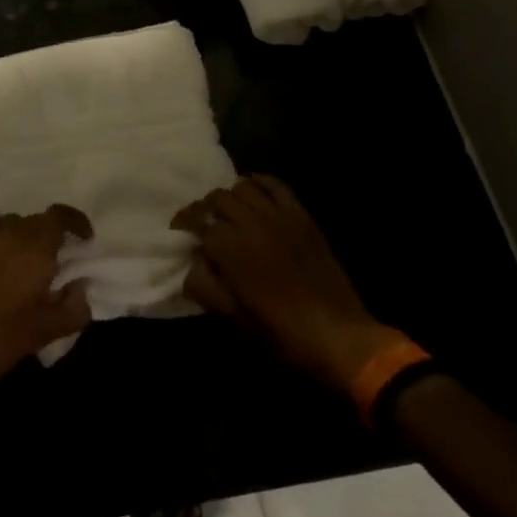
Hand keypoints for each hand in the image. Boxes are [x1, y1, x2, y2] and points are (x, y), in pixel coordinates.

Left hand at [0, 205, 94, 392]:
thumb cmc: (0, 339)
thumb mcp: (47, 331)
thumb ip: (75, 307)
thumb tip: (81, 287)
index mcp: (35, 247)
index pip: (60, 216)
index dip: (77, 223)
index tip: (85, 240)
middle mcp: (10, 231)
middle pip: (38, 220)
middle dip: (52, 236)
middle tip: (58, 262)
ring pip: (13, 222)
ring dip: (25, 236)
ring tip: (28, 261)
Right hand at [172, 175, 399, 391]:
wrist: (337, 335)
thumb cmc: (279, 331)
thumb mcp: (232, 316)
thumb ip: (203, 284)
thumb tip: (191, 261)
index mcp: (230, 247)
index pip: (197, 220)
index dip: (184, 222)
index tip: (178, 230)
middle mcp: (250, 222)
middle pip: (217, 199)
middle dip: (204, 208)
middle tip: (201, 222)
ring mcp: (278, 215)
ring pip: (243, 187)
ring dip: (229, 195)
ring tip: (226, 209)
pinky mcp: (301, 216)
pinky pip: (276, 185)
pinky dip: (260, 181)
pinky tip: (253, 189)